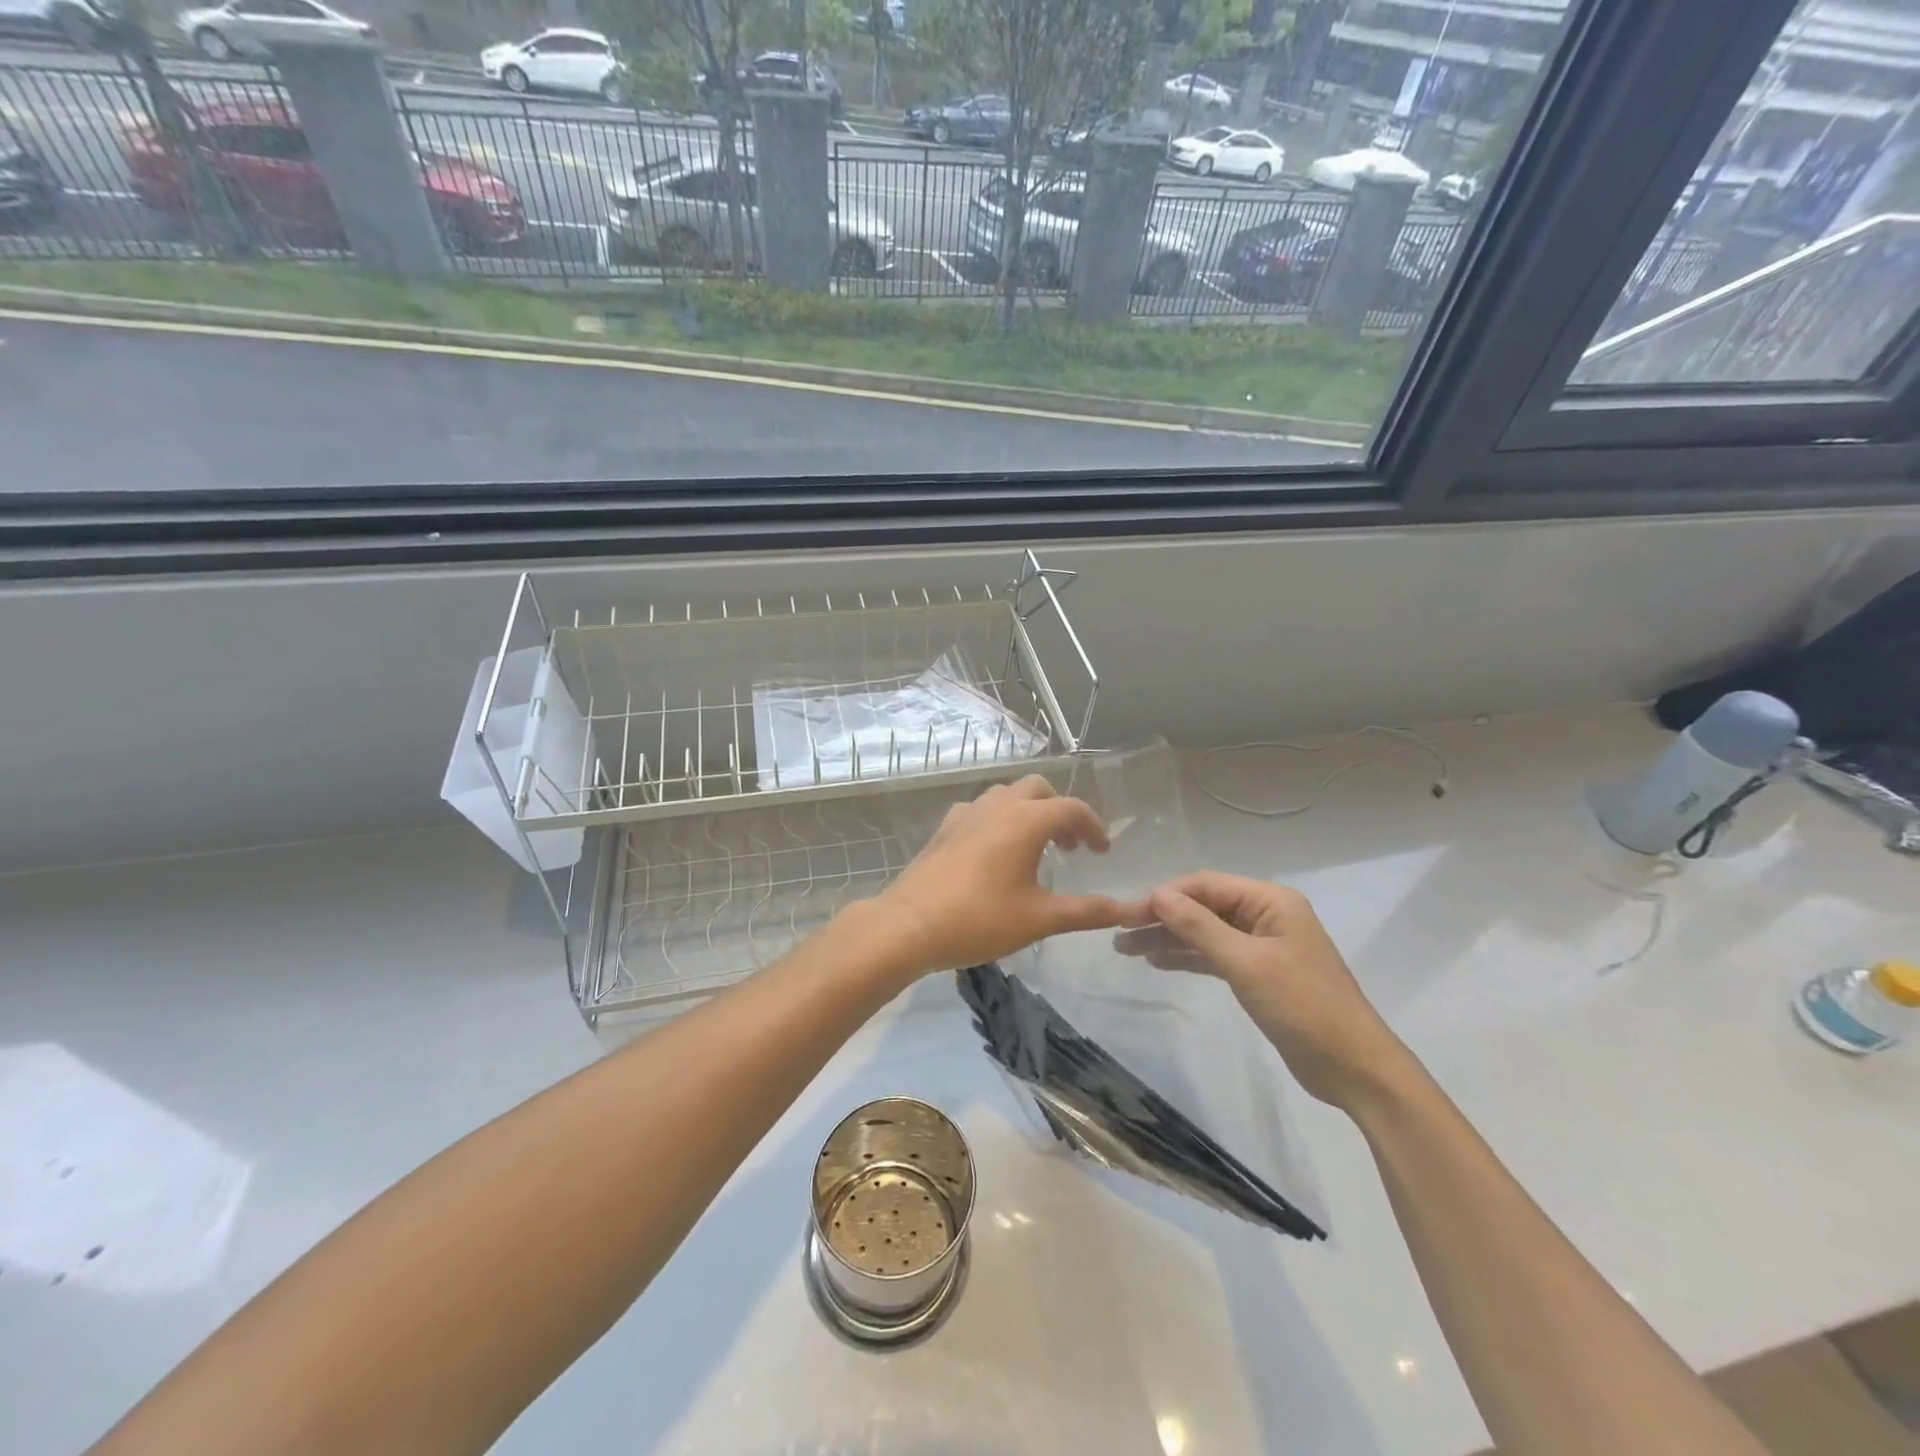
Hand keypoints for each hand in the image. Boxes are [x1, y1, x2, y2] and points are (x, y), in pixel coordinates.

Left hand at [868, 776, 1147, 979]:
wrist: (908, 925)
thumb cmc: (980, 920)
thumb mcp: (1040, 918)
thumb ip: (1087, 911)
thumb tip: (1129, 911)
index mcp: (1025, 821)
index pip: (1072, 809)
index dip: (1094, 827)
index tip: (1102, 853)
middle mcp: (997, 806)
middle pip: (1038, 789)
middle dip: (1060, 811)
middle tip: (1070, 847)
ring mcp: (966, 813)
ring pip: (1006, 794)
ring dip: (1028, 811)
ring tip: (1035, 847)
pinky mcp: (944, 828)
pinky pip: (980, 809)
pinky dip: (998, 819)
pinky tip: (994, 852)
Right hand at [1114, 872, 1409, 1112]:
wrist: (1354, 1068)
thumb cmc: (1303, 1007)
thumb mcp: (1247, 964)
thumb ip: (1200, 927)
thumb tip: (1157, 895)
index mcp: (1270, 901)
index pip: (1206, 885)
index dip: (1164, 896)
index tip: (1126, 913)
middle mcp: (1265, 915)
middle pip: (1203, 907)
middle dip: (1162, 917)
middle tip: (1119, 932)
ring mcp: (1262, 945)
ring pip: (1205, 932)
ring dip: (1169, 938)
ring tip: (1126, 948)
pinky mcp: (1259, 974)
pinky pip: (1214, 955)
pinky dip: (1187, 957)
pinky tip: (1157, 962)